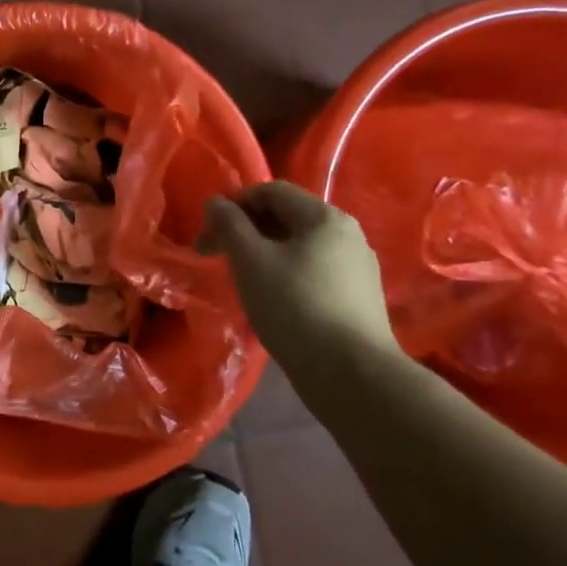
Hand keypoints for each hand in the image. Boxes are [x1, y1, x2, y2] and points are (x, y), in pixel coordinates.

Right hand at [198, 181, 395, 369]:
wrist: (352, 374)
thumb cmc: (294, 307)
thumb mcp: (250, 261)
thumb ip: (229, 225)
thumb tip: (215, 202)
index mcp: (324, 217)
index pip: (270, 191)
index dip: (233, 205)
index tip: (208, 234)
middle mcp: (347, 233)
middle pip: (286, 216)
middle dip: (245, 231)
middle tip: (216, 257)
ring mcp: (358, 266)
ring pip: (299, 246)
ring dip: (264, 253)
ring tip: (242, 281)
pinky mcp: (359, 296)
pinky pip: (314, 270)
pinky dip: (286, 274)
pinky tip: (273, 300)